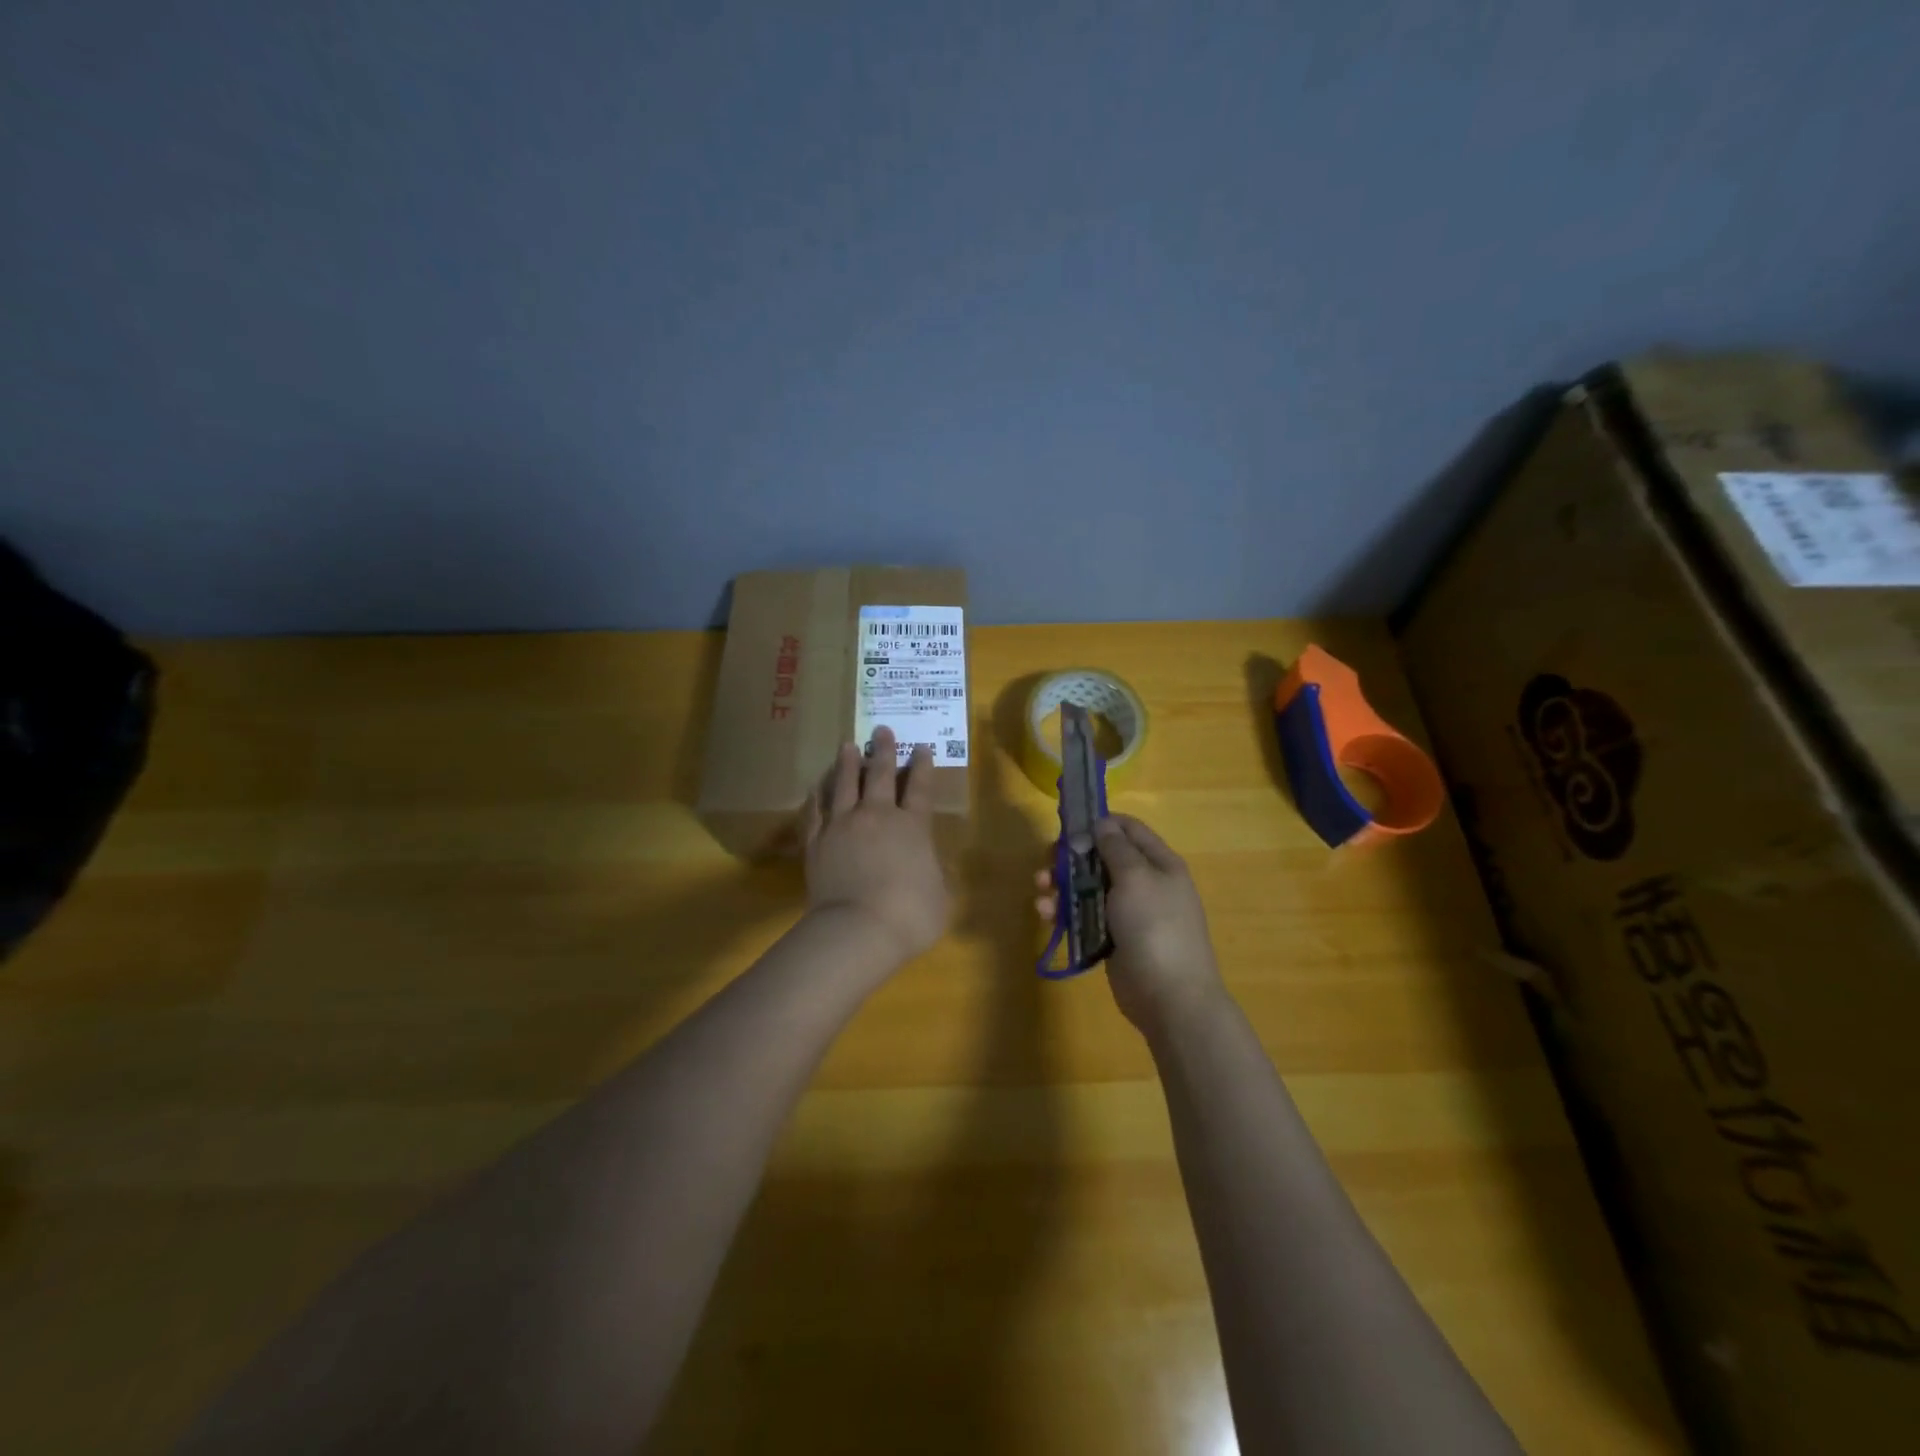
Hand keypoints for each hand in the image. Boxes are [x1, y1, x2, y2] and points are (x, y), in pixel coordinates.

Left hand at [803, 726, 950, 965]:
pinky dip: (817, 796)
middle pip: (881, 775)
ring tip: (847, 745)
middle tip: (881, 729)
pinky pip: (815, 811)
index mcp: (913, 827)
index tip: (921, 747)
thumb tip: (934, 866)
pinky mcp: (816, 842)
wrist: (857, 929)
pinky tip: (816, 787)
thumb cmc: (909, 915)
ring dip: (848, 763)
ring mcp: (843, 826)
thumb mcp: (941, 897)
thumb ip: (938, 875)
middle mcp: (878, 816)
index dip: (922, 766)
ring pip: (845, 784)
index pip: (921, 788)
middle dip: (883, 750)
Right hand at [1035, 814, 1225, 1034]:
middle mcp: (1145, 883)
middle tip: (1048, 862)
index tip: (1069, 826)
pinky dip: (1065, 912)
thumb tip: (1102, 823)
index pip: (1128, 829)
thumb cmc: (1155, 927)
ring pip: (1089, 888)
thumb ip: (1115, 848)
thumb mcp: (1136, 878)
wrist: (1170, 997)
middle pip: (1102, 858)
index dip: (1099, 823)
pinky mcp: (1113, 939)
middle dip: (1072, 857)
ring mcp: (1128, 913)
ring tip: (1040, 890)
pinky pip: (1085, 917)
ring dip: (1062, 885)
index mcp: (1159, 863)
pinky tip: (1046, 914)